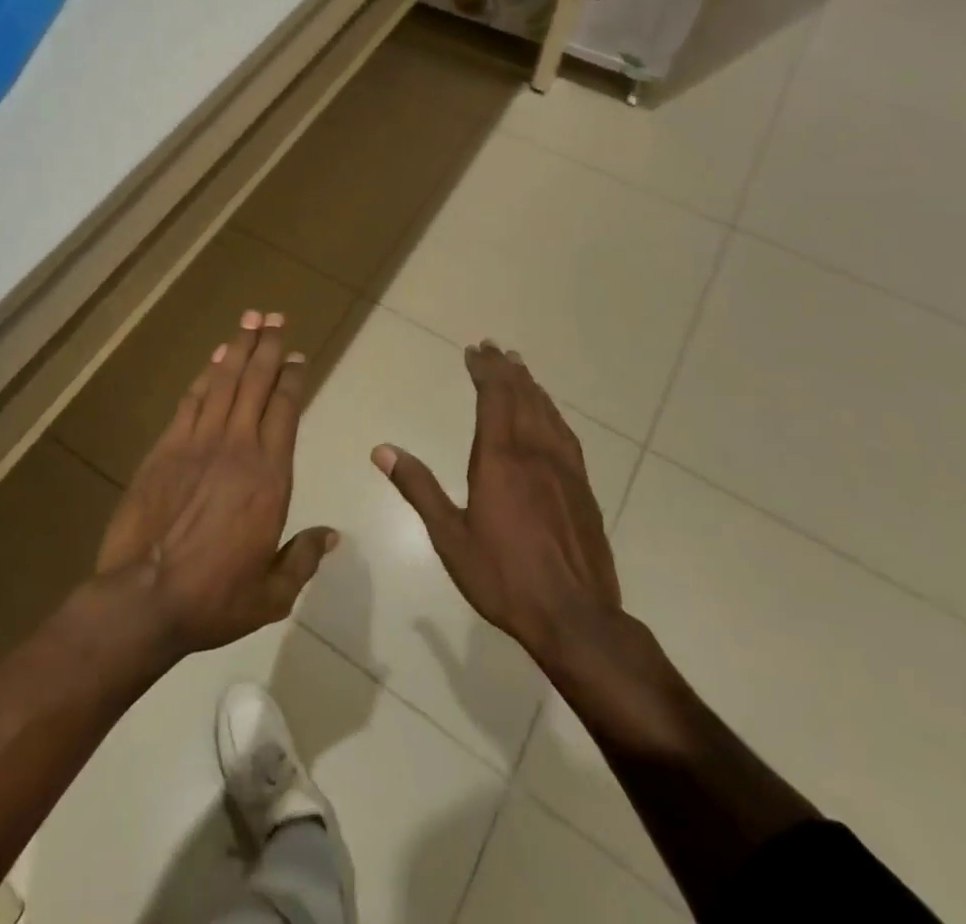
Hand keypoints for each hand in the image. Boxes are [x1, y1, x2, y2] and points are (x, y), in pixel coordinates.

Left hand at [97, 310, 336, 655]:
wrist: (146, 597)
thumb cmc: (215, 598)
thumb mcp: (273, 592)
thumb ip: (303, 558)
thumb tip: (331, 536)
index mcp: (270, 476)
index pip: (286, 410)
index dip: (292, 378)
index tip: (297, 356)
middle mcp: (238, 447)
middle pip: (256, 383)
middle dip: (267, 346)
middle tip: (274, 316)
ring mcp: (199, 442)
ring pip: (224, 382)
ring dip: (238, 348)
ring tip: (250, 319)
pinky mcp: (167, 447)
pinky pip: (191, 400)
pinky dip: (205, 375)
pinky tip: (214, 359)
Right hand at [372, 341, 622, 665]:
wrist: (576, 618)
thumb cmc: (504, 577)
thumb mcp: (450, 537)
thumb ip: (418, 488)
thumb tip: (382, 450)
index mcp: (500, 459)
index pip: (494, 398)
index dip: (485, 371)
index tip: (474, 351)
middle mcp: (534, 453)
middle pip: (522, 397)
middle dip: (506, 369)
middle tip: (494, 348)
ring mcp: (564, 469)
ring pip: (547, 412)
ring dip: (531, 386)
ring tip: (520, 368)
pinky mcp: (583, 488)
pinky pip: (566, 434)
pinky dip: (552, 412)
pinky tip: (550, 415)